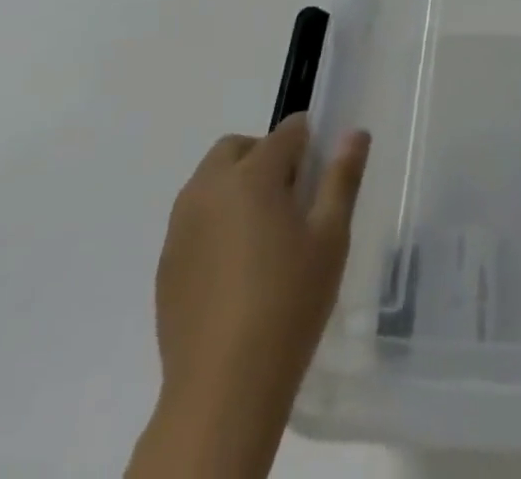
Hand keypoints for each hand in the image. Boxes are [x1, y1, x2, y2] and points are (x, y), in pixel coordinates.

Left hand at [128, 114, 369, 478]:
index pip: (287, 132)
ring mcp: (181, 227)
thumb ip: (342, 177)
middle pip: (238, 147)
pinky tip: (236, 269)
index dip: (309, 143)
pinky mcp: (166, 263)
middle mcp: (209, 188)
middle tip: (292, 199)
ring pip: (210, 181)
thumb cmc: (289, 302)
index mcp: (252, 174)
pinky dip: (215, 222)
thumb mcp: (331, 236)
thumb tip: (354, 132)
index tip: (322, 174)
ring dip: (237, 186)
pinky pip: (194, 220)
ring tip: (264, 235)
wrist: (222, 389)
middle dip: (265, 156)